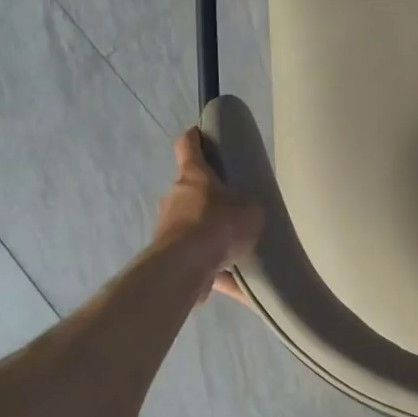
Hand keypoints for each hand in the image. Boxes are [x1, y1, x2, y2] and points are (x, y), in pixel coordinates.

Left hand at [154, 128, 263, 301]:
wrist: (184, 267)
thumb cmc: (218, 224)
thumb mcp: (250, 210)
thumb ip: (249, 206)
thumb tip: (247, 211)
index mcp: (193, 175)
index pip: (188, 145)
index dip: (195, 137)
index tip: (201, 134)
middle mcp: (175, 196)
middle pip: (190, 188)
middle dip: (209, 195)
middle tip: (232, 204)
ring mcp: (167, 226)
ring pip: (191, 224)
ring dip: (209, 233)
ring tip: (236, 247)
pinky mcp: (167, 255)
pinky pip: (196, 258)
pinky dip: (214, 268)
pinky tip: (235, 282)